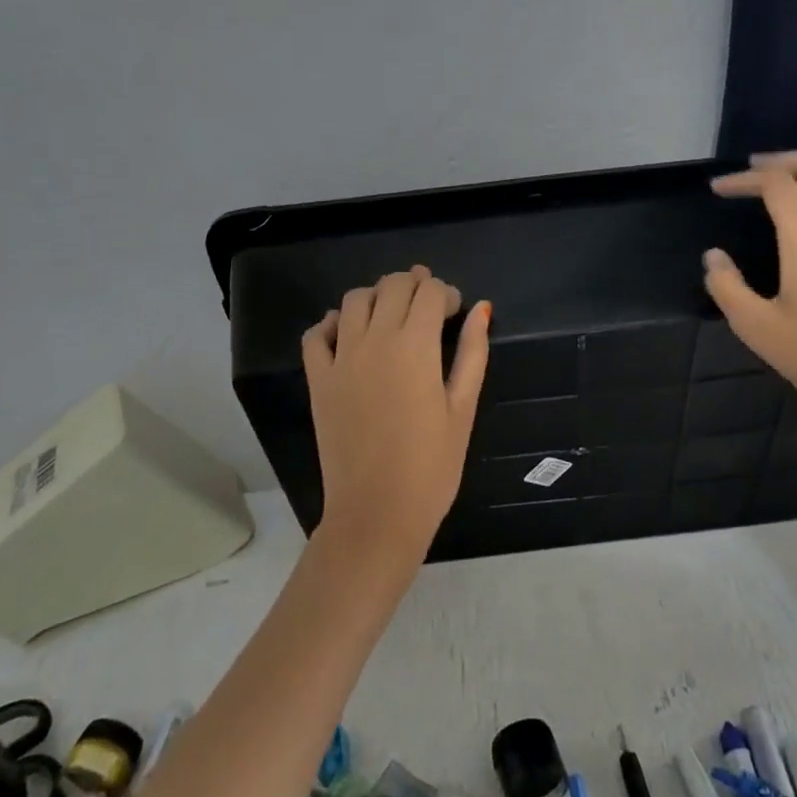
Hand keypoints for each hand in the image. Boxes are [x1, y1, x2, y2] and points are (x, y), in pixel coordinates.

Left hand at [301, 266, 490, 565]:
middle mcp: (374, 340)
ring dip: (376, 296)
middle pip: (392, 286)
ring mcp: (340, 358)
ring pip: (353, 300)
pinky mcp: (317, 379)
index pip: (429, 291)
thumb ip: (472, 352)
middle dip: (414, 284)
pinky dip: (332, 323)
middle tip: (428, 305)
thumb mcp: (463, 408)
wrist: (377, 513)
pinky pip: (315, 334)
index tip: (455, 310)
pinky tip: (348, 333)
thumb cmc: (432, 466)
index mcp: (415, 346)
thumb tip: (482, 309)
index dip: (446, 292)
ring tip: (392, 314)